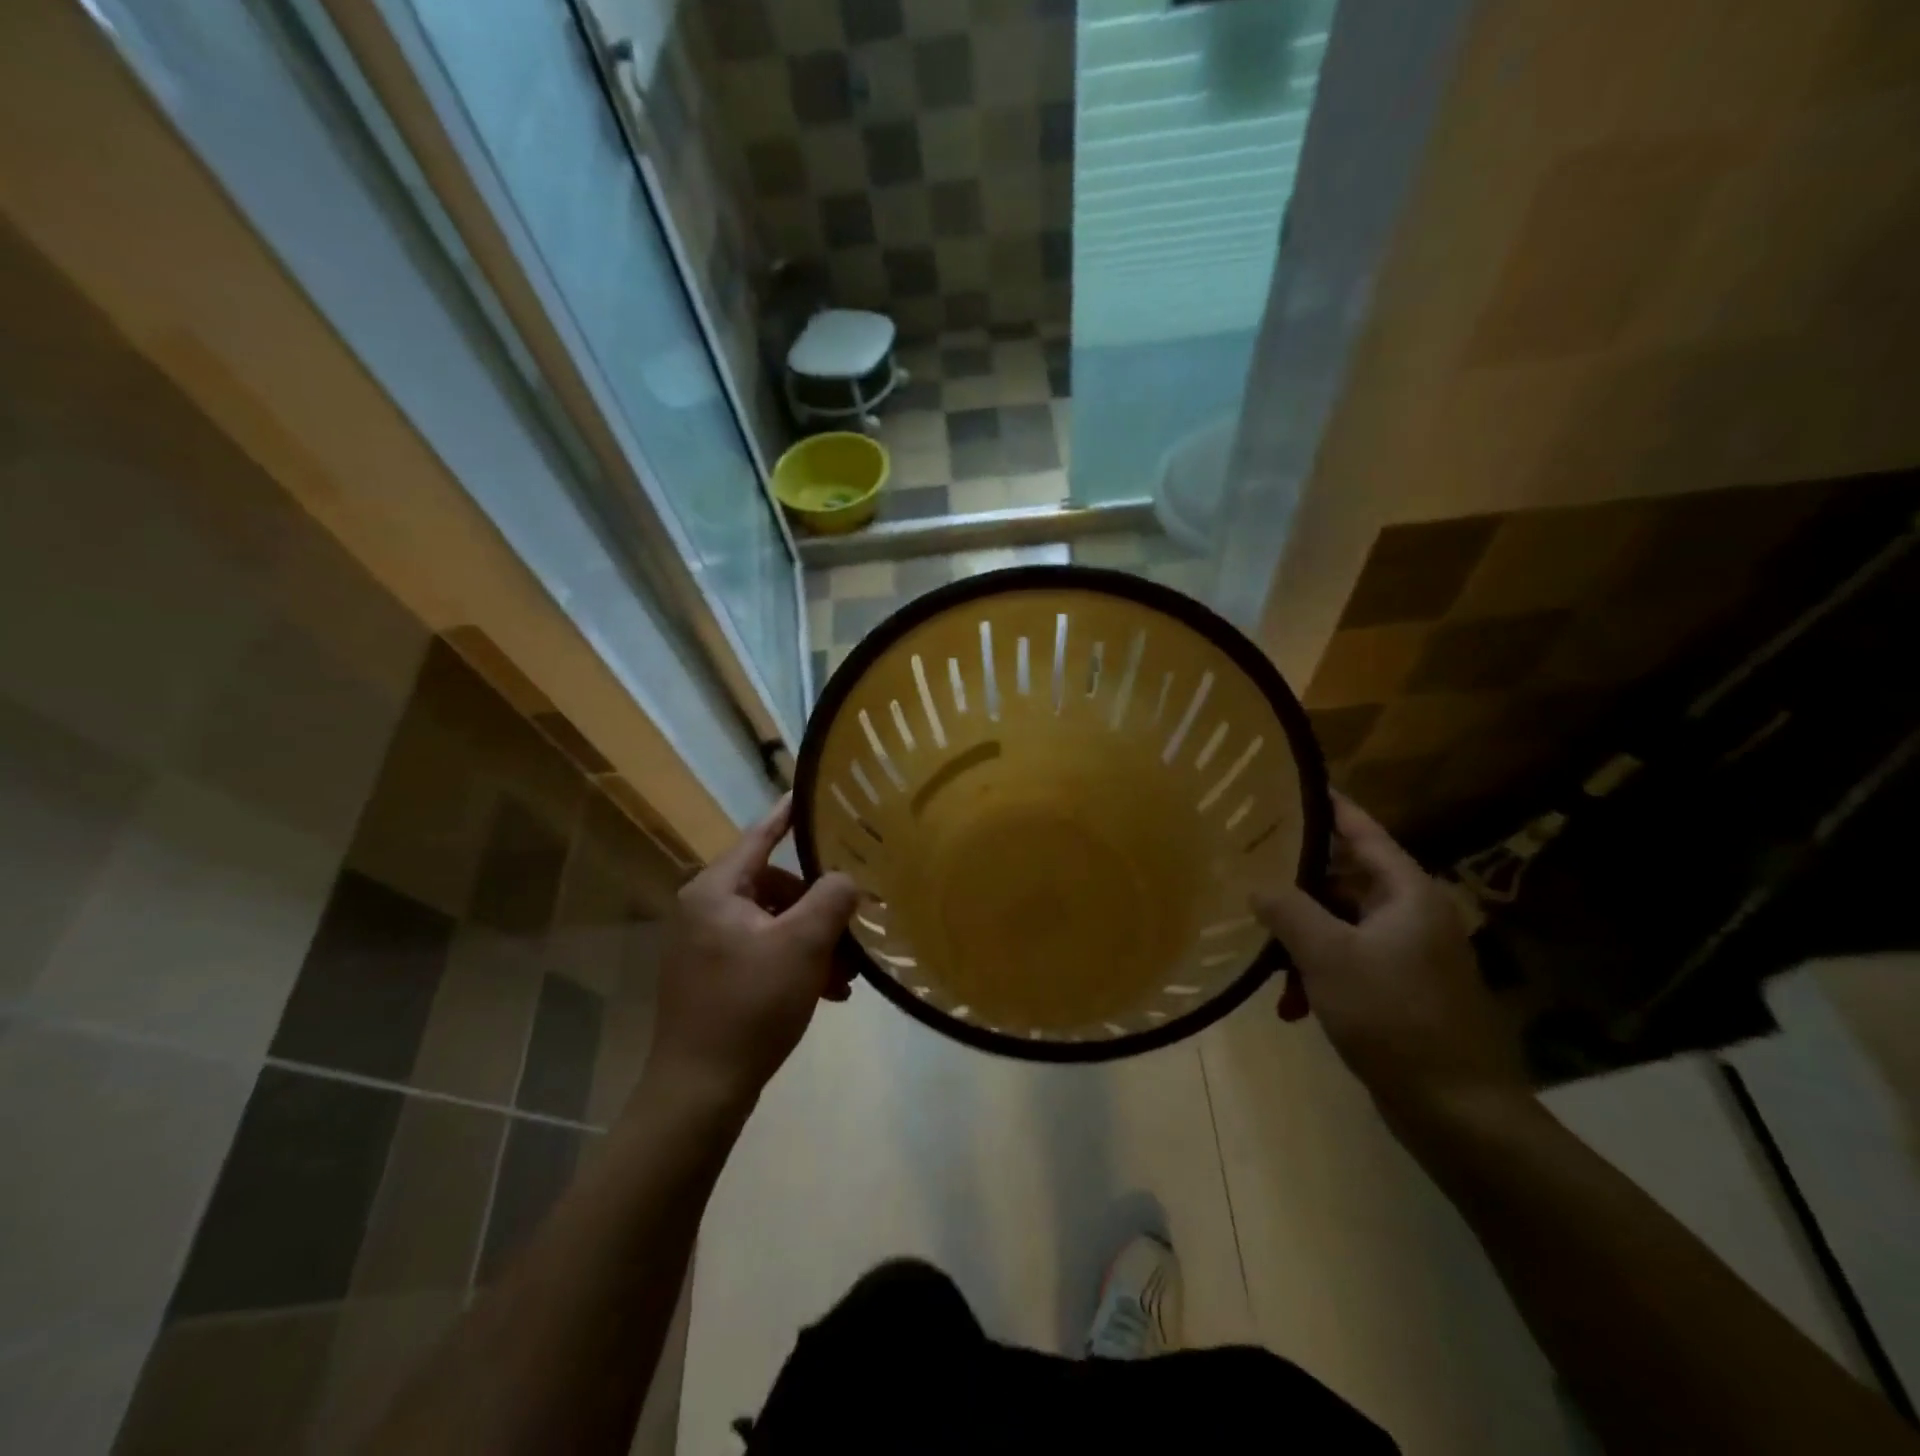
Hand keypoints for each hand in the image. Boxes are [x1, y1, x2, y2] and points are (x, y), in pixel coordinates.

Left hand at [645, 796, 859, 1113]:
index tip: (810, 794)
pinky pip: (763, 952)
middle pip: (775, 887)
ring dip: (813, 944)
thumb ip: (832, 898)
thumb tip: (845, 877)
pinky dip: (795, 964)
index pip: (760, 836)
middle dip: (818, 910)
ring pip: (774, 924)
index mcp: (716, 890)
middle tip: (851, 931)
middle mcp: (705, 909)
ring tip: (846, 977)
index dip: (789, 814)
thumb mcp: (803, 945)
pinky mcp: (712, 976)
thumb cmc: (752, 1005)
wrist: (701, 1090)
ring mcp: (705, 945)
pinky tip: (827, 994)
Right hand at [1252, 795, 1527, 1117]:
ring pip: (1342, 924)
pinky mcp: (1403, 990)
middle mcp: (1413, 914)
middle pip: (1346, 878)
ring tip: (1260, 949)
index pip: (1363, 831)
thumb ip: (1287, 910)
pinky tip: (1289, 1003)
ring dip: (1302, 937)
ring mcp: (1410, 954)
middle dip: (1297, 881)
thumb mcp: (1327, 955)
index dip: (1327, 806)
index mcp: (1407, 893)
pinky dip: (1319, 973)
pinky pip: (1350, 961)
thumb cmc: (1393, 1016)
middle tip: (1248, 866)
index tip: (1288, 786)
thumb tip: (1256, 885)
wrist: (1457, 1110)